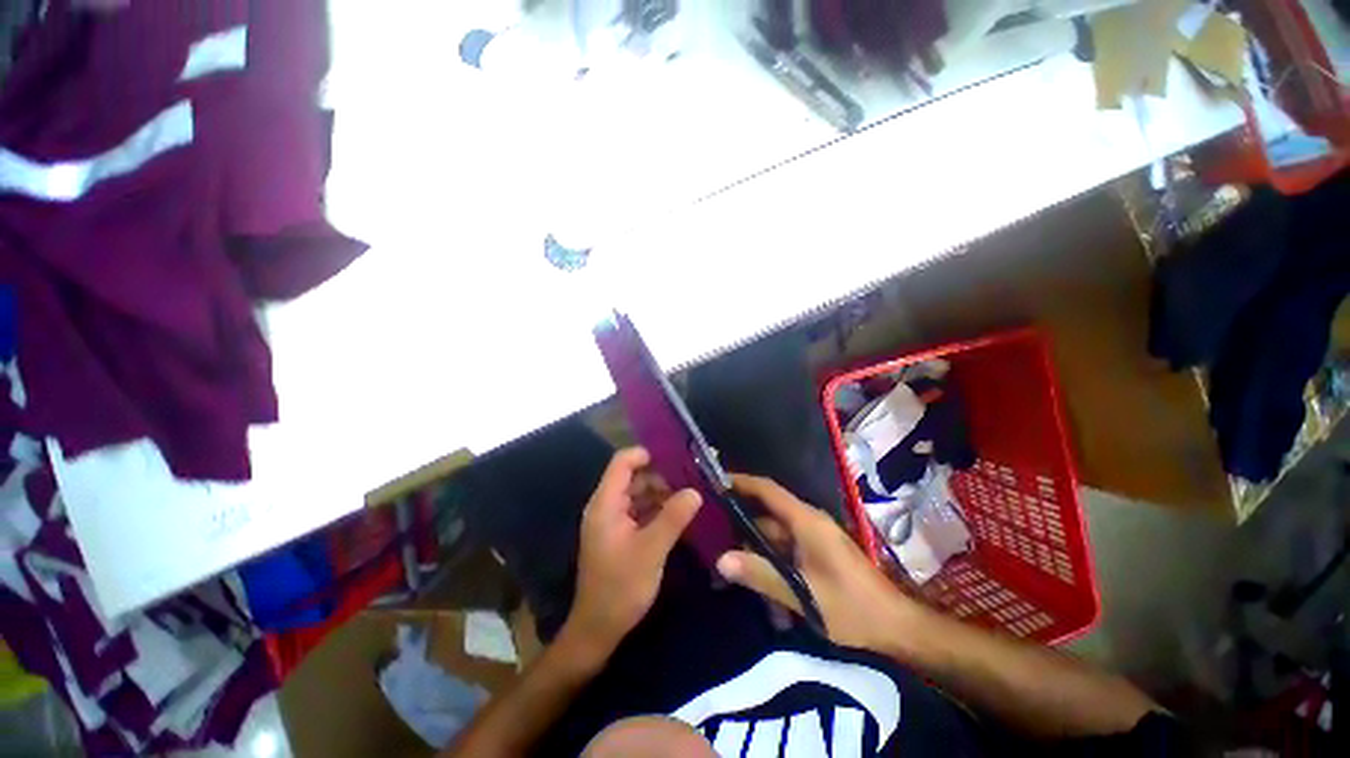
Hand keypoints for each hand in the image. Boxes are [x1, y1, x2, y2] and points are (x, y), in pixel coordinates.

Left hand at [562, 448, 701, 662]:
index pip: (622, 462)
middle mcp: (606, 506)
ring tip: (690, 495)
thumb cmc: (621, 587)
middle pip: (633, 476)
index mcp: (606, 503)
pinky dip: (657, 508)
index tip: (675, 459)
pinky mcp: (620, 534)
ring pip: (638, 493)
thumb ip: (673, 518)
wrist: (598, 628)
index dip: (646, 455)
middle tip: (691, 479)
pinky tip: (679, 513)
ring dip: (661, 492)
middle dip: (661, 476)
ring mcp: (613, 520)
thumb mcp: (651, 550)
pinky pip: (640, 510)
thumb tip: (696, 491)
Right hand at [715, 474, 914, 652]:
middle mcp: (807, 522)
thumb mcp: (803, 593)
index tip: (715, 481)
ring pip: (773, 531)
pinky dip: (766, 554)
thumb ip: (761, 574)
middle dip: (739, 517)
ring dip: (751, 541)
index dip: (741, 481)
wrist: (895, 625)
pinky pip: (783, 545)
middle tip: (709, 526)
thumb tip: (721, 560)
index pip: (767, 489)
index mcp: (806, 520)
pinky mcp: (815, 552)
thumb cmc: (852, 606)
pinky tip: (750, 569)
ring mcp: (812, 537)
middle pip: (766, 511)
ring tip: (722, 550)